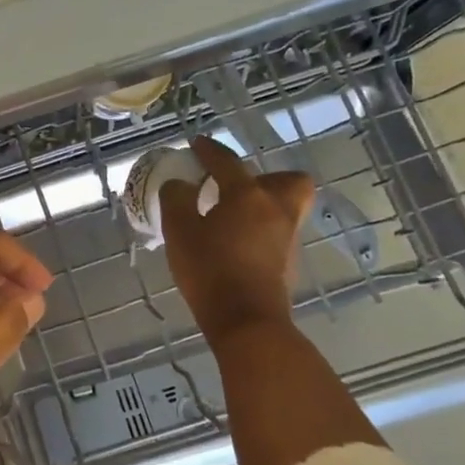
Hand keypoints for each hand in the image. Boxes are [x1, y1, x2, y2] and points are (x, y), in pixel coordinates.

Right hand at [160, 136, 314, 342]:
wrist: (246, 320)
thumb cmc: (210, 270)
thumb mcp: (179, 231)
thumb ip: (176, 199)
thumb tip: (180, 185)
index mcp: (248, 195)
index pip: (227, 162)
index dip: (209, 150)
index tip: (196, 144)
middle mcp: (276, 209)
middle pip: (287, 180)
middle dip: (265, 176)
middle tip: (235, 186)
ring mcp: (287, 236)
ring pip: (286, 206)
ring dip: (264, 202)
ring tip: (232, 214)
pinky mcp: (288, 261)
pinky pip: (279, 230)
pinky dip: (261, 227)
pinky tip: (236, 240)